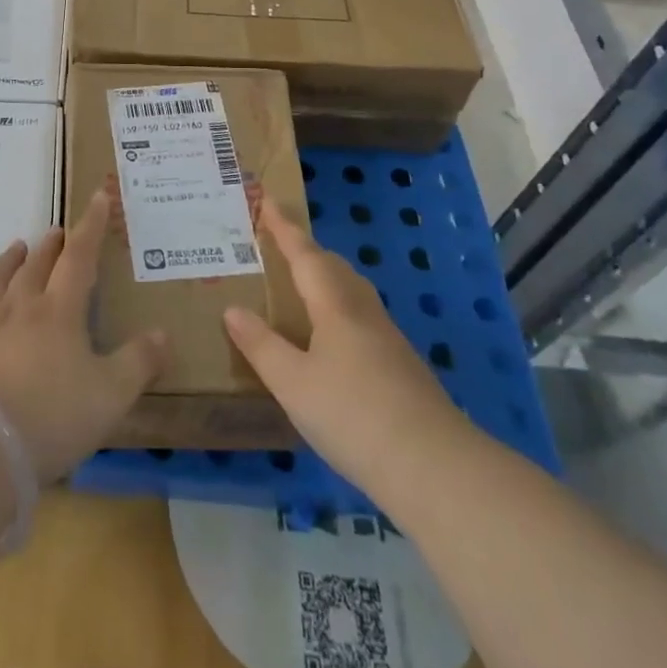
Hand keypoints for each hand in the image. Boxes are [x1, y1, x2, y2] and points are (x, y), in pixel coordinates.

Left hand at [0, 188, 169, 483]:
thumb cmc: (55, 416)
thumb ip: (139, 362)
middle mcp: (20, 309)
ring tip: (16, 248)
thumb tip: (163, 333)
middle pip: (36, 265)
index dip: (90, 226)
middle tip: (56, 231)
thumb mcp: (112, 395)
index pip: (79, 257)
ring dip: (7, 262)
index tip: (97, 197)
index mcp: (59, 312)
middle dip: (50, 245)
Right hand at [224, 198, 469, 489]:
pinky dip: (338, 310)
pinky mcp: (401, 366)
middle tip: (278, 245)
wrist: (434, 467)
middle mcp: (363, 311)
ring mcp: (387, 338)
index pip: (304, 254)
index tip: (268, 199)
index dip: (284, 227)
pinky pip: (361, 318)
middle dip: (306, 250)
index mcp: (335, 305)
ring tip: (301, 286)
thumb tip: (232, 309)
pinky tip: (330, 339)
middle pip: (334, 267)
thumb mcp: (293, 383)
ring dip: (325, 278)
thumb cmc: (353, 415)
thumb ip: (261, 345)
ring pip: (351, 291)